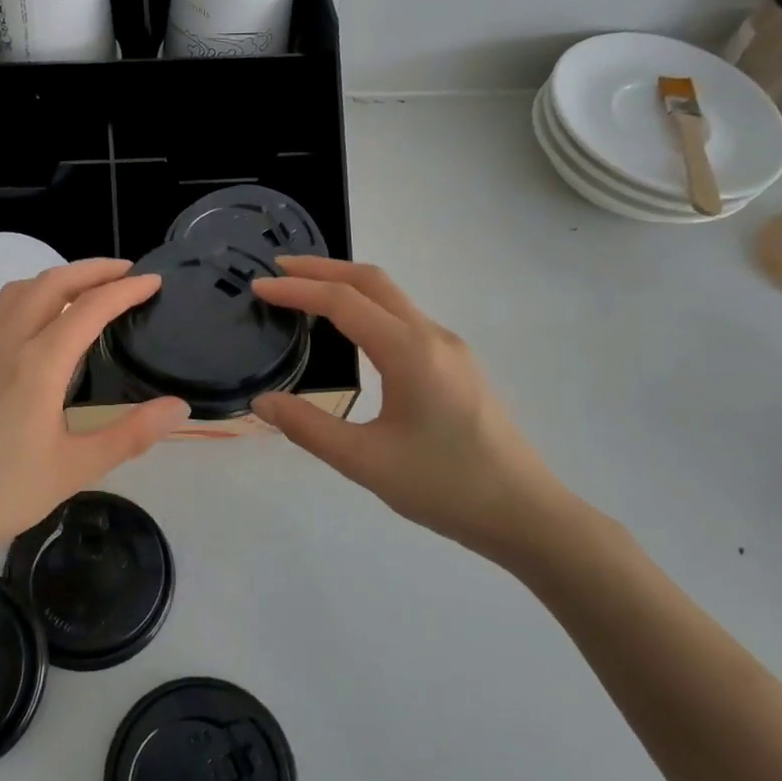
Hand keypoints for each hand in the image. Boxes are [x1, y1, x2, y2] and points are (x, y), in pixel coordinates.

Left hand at [0, 260, 187, 558]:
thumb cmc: (0, 492)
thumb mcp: (75, 469)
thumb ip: (130, 435)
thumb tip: (179, 408)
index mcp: (39, 365)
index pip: (89, 308)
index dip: (125, 290)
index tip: (154, 282)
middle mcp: (7, 343)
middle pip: (51, 283)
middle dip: (93, 269)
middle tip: (127, 272)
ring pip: (21, 290)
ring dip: (59, 277)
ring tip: (88, 287)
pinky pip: (3, 309)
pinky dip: (33, 295)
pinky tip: (43, 321)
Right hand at [251, 257, 582, 564]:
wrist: (523, 512)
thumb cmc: (444, 486)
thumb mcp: (364, 462)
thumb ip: (308, 427)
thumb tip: (262, 402)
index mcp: (409, 352)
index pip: (343, 301)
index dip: (297, 289)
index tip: (258, 287)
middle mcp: (432, 336)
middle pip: (372, 281)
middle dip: (322, 268)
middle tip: (278, 270)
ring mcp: (450, 348)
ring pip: (392, 297)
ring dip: (346, 285)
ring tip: (305, 293)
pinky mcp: (457, 365)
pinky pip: (404, 318)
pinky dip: (367, 307)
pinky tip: (350, 331)